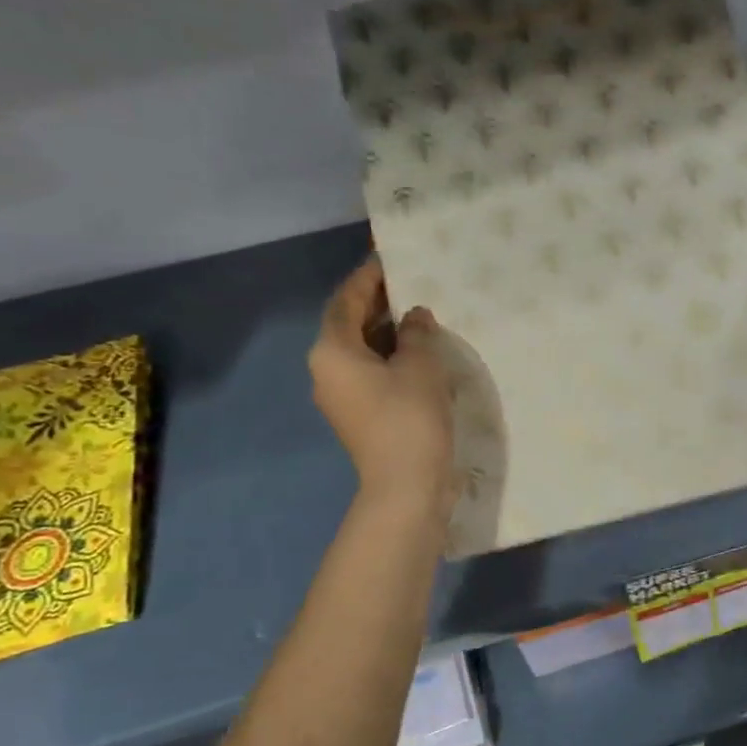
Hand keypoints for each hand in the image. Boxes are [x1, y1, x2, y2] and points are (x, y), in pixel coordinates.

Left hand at [308, 258, 454, 517]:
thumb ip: (417, 333)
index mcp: (332, 350)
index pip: (345, 301)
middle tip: (408, 285)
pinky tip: (416, 355)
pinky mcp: (358, 417)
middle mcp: (326, 370)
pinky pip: (369, 374)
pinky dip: (388, 358)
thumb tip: (414, 317)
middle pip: (348, 325)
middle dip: (376, 304)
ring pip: (360, 352)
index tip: (388, 260)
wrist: (405, 486)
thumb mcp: (420, 366)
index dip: (367, 278)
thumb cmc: (409, 417)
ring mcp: (340, 397)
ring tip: (417, 317)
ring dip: (385, 333)